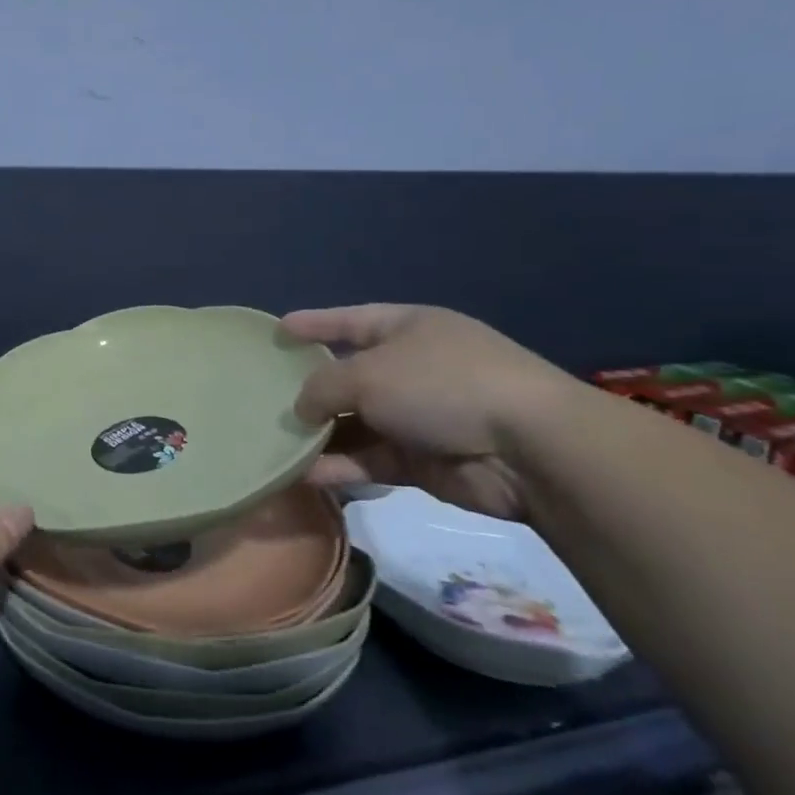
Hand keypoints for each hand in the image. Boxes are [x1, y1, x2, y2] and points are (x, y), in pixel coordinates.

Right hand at [282, 305, 580, 520]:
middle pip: (350, 376)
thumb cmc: (441, 385)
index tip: (279, 330)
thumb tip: (302, 408)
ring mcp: (420, 416)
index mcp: (408, 328)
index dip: (314, 323)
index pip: (351, 320)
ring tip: (276, 443)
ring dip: (321, 435)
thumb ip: (323, 386)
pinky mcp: (424, 460)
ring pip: (356, 423)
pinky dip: (341, 466)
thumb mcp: (368, 373)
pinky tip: (305, 474)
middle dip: (311, 388)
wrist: (528, 448)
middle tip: (266, 398)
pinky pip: (370, 459)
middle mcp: (413, 368)